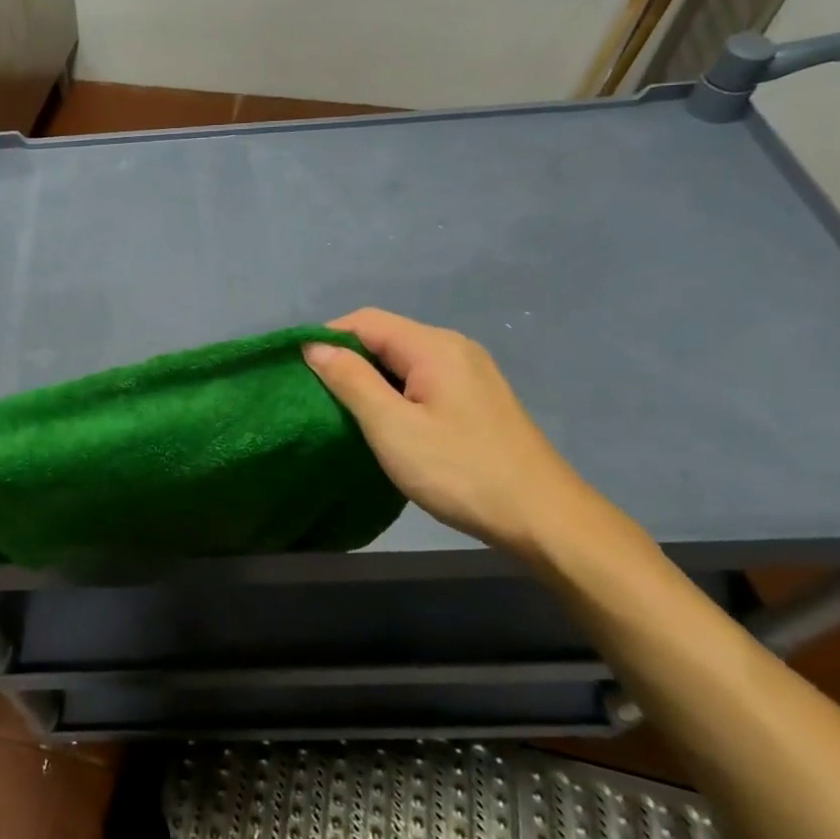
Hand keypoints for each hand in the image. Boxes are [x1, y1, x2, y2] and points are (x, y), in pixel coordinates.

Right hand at [303, 308, 629, 563]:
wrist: (543, 517)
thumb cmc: (460, 470)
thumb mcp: (393, 427)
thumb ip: (351, 381)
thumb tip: (314, 346)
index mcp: (434, 346)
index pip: (366, 321)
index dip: (327, 338)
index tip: (297, 369)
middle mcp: (454, 348)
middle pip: (386, 336)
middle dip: (347, 359)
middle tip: (315, 395)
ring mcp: (470, 373)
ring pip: (404, 360)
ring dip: (370, 378)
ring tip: (342, 410)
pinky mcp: (477, 399)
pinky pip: (423, 379)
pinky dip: (394, 392)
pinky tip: (385, 421)